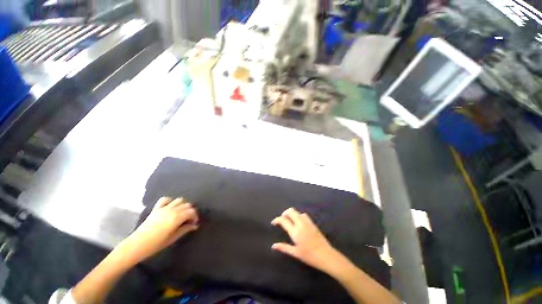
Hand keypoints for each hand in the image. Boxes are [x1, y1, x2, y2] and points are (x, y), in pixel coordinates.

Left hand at [120, 197, 198, 263]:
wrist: (137, 245)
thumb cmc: (156, 244)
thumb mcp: (173, 238)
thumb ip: (185, 229)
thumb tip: (195, 225)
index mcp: (177, 218)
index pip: (192, 212)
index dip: (195, 217)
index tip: (195, 223)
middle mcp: (172, 210)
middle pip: (187, 205)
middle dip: (191, 211)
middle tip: (189, 220)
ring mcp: (163, 208)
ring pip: (179, 200)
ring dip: (183, 205)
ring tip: (182, 213)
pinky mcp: (156, 208)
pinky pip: (165, 199)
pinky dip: (170, 201)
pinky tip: (170, 207)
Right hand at [271, 208, 340, 273]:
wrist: (326, 255)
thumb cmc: (309, 256)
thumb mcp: (295, 253)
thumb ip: (284, 247)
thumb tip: (273, 246)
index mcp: (295, 231)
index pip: (283, 220)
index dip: (277, 219)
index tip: (274, 222)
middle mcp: (300, 224)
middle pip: (291, 211)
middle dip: (285, 213)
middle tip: (282, 219)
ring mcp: (307, 222)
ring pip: (298, 212)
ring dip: (292, 214)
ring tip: (290, 220)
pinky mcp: (313, 223)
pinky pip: (304, 215)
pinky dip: (299, 216)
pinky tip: (299, 223)